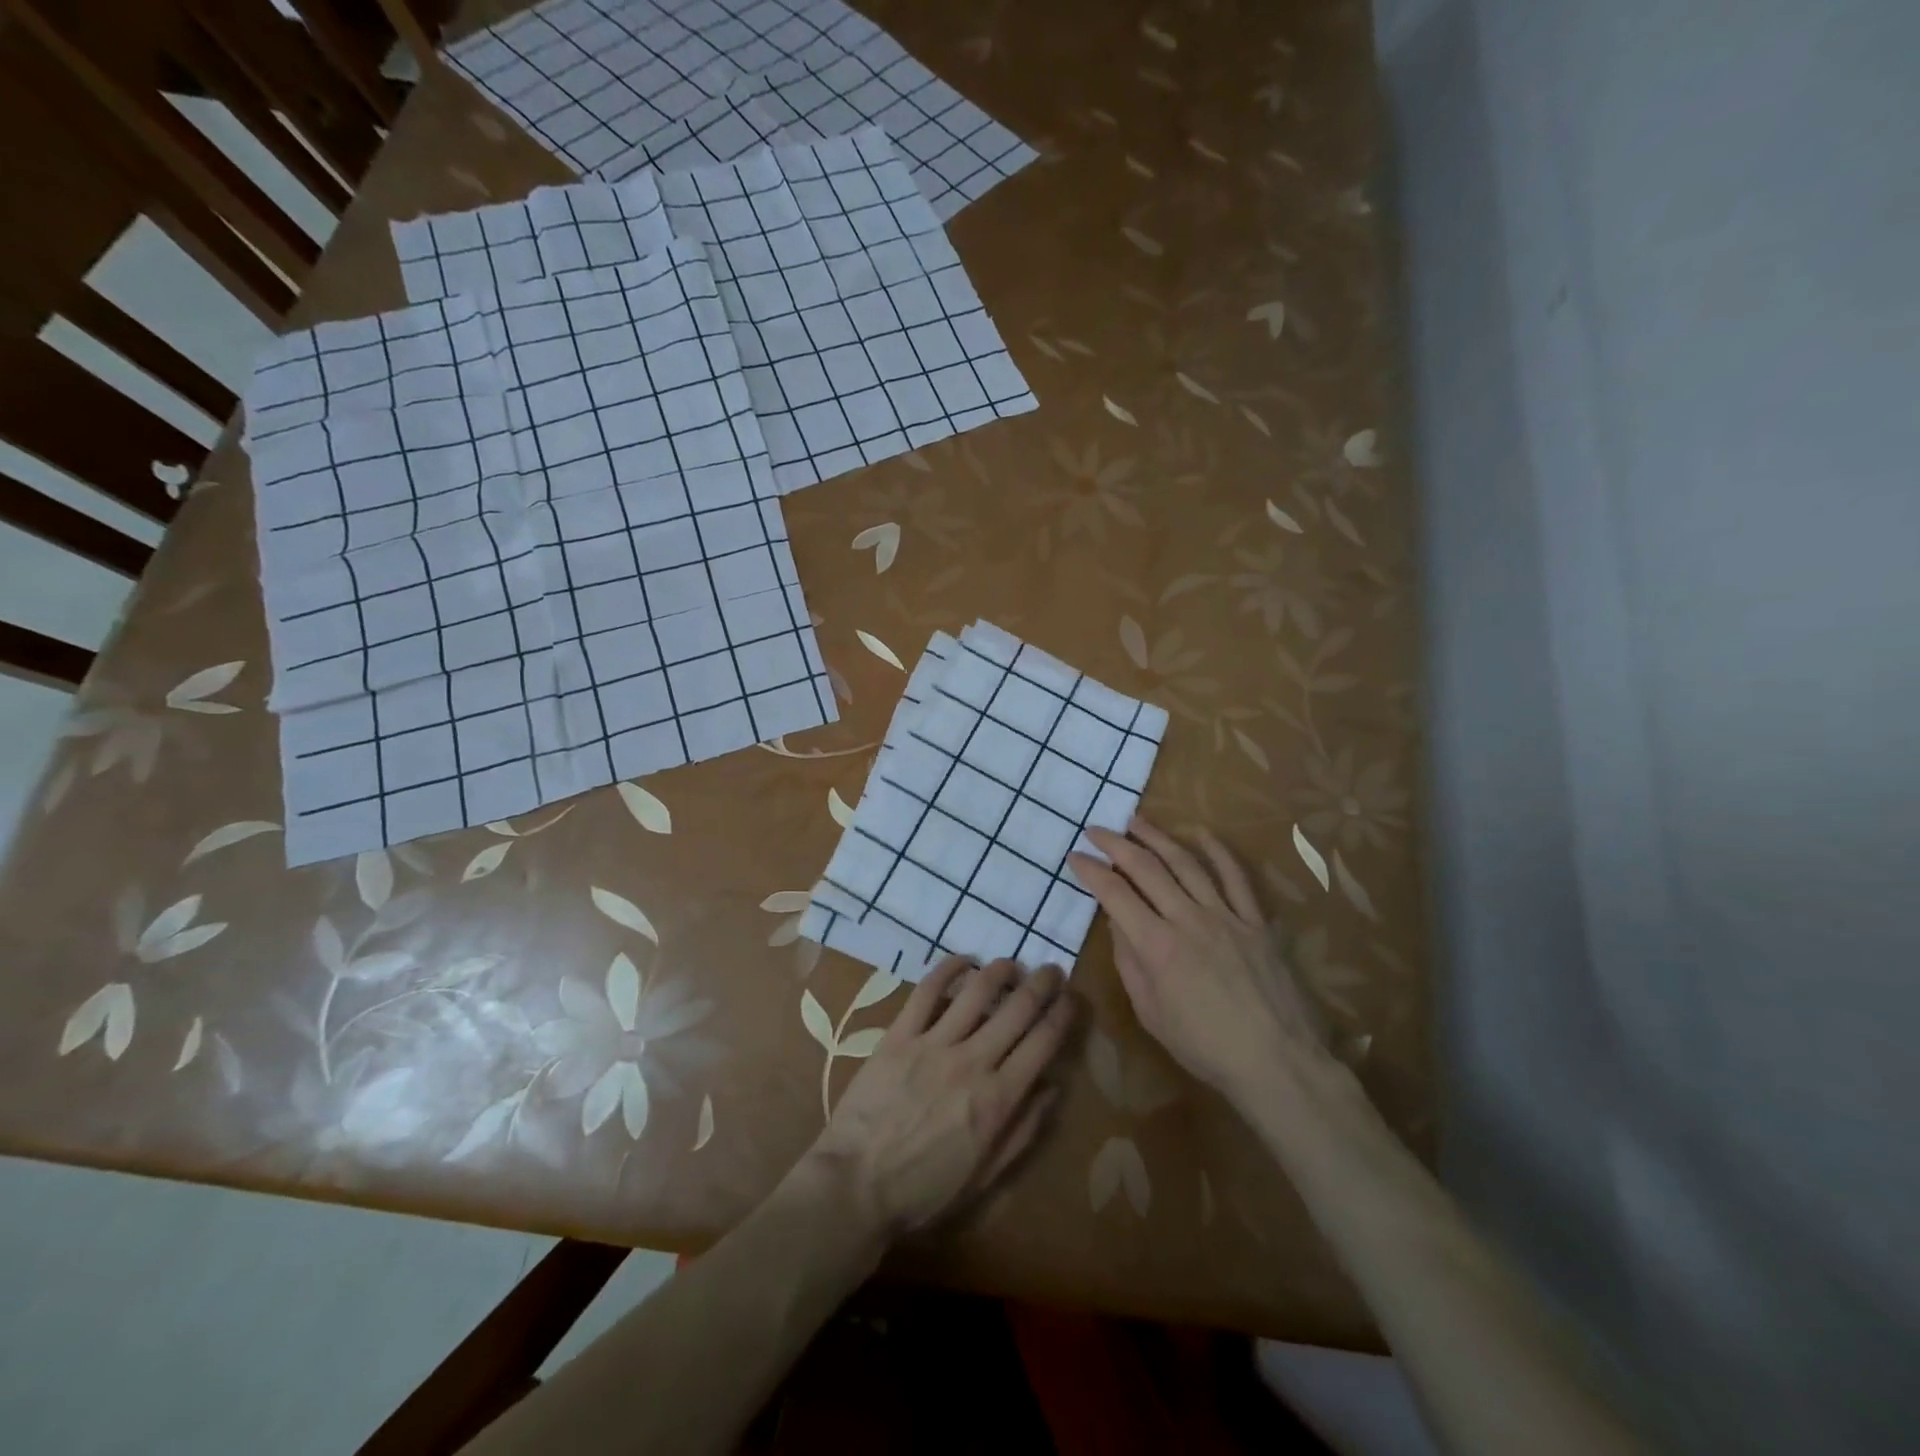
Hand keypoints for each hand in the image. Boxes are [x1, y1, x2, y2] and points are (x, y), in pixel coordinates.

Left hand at [805, 957, 1076, 1239]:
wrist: (855, 1186)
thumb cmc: (923, 1191)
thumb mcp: (985, 1176)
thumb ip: (1023, 1131)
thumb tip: (1053, 1088)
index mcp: (998, 1099)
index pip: (1043, 1043)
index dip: (1063, 1014)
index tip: (1072, 998)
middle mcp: (973, 1062)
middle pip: (1018, 1008)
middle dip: (1043, 983)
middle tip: (1052, 971)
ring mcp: (934, 1044)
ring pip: (977, 991)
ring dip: (1001, 971)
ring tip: (1011, 965)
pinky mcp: (900, 1035)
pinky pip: (928, 991)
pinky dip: (949, 969)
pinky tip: (964, 961)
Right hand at [1068, 817, 1329, 1103]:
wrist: (1275, 1061)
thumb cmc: (1204, 1046)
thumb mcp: (1150, 1013)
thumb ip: (1130, 962)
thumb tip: (1118, 922)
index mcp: (1157, 946)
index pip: (1114, 895)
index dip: (1091, 871)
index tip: (1074, 857)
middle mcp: (1188, 920)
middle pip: (1146, 868)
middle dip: (1116, 844)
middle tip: (1096, 830)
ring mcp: (1225, 916)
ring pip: (1186, 863)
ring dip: (1157, 837)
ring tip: (1136, 821)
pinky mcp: (1254, 921)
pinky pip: (1235, 877)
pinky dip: (1217, 851)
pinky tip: (1200, 833)